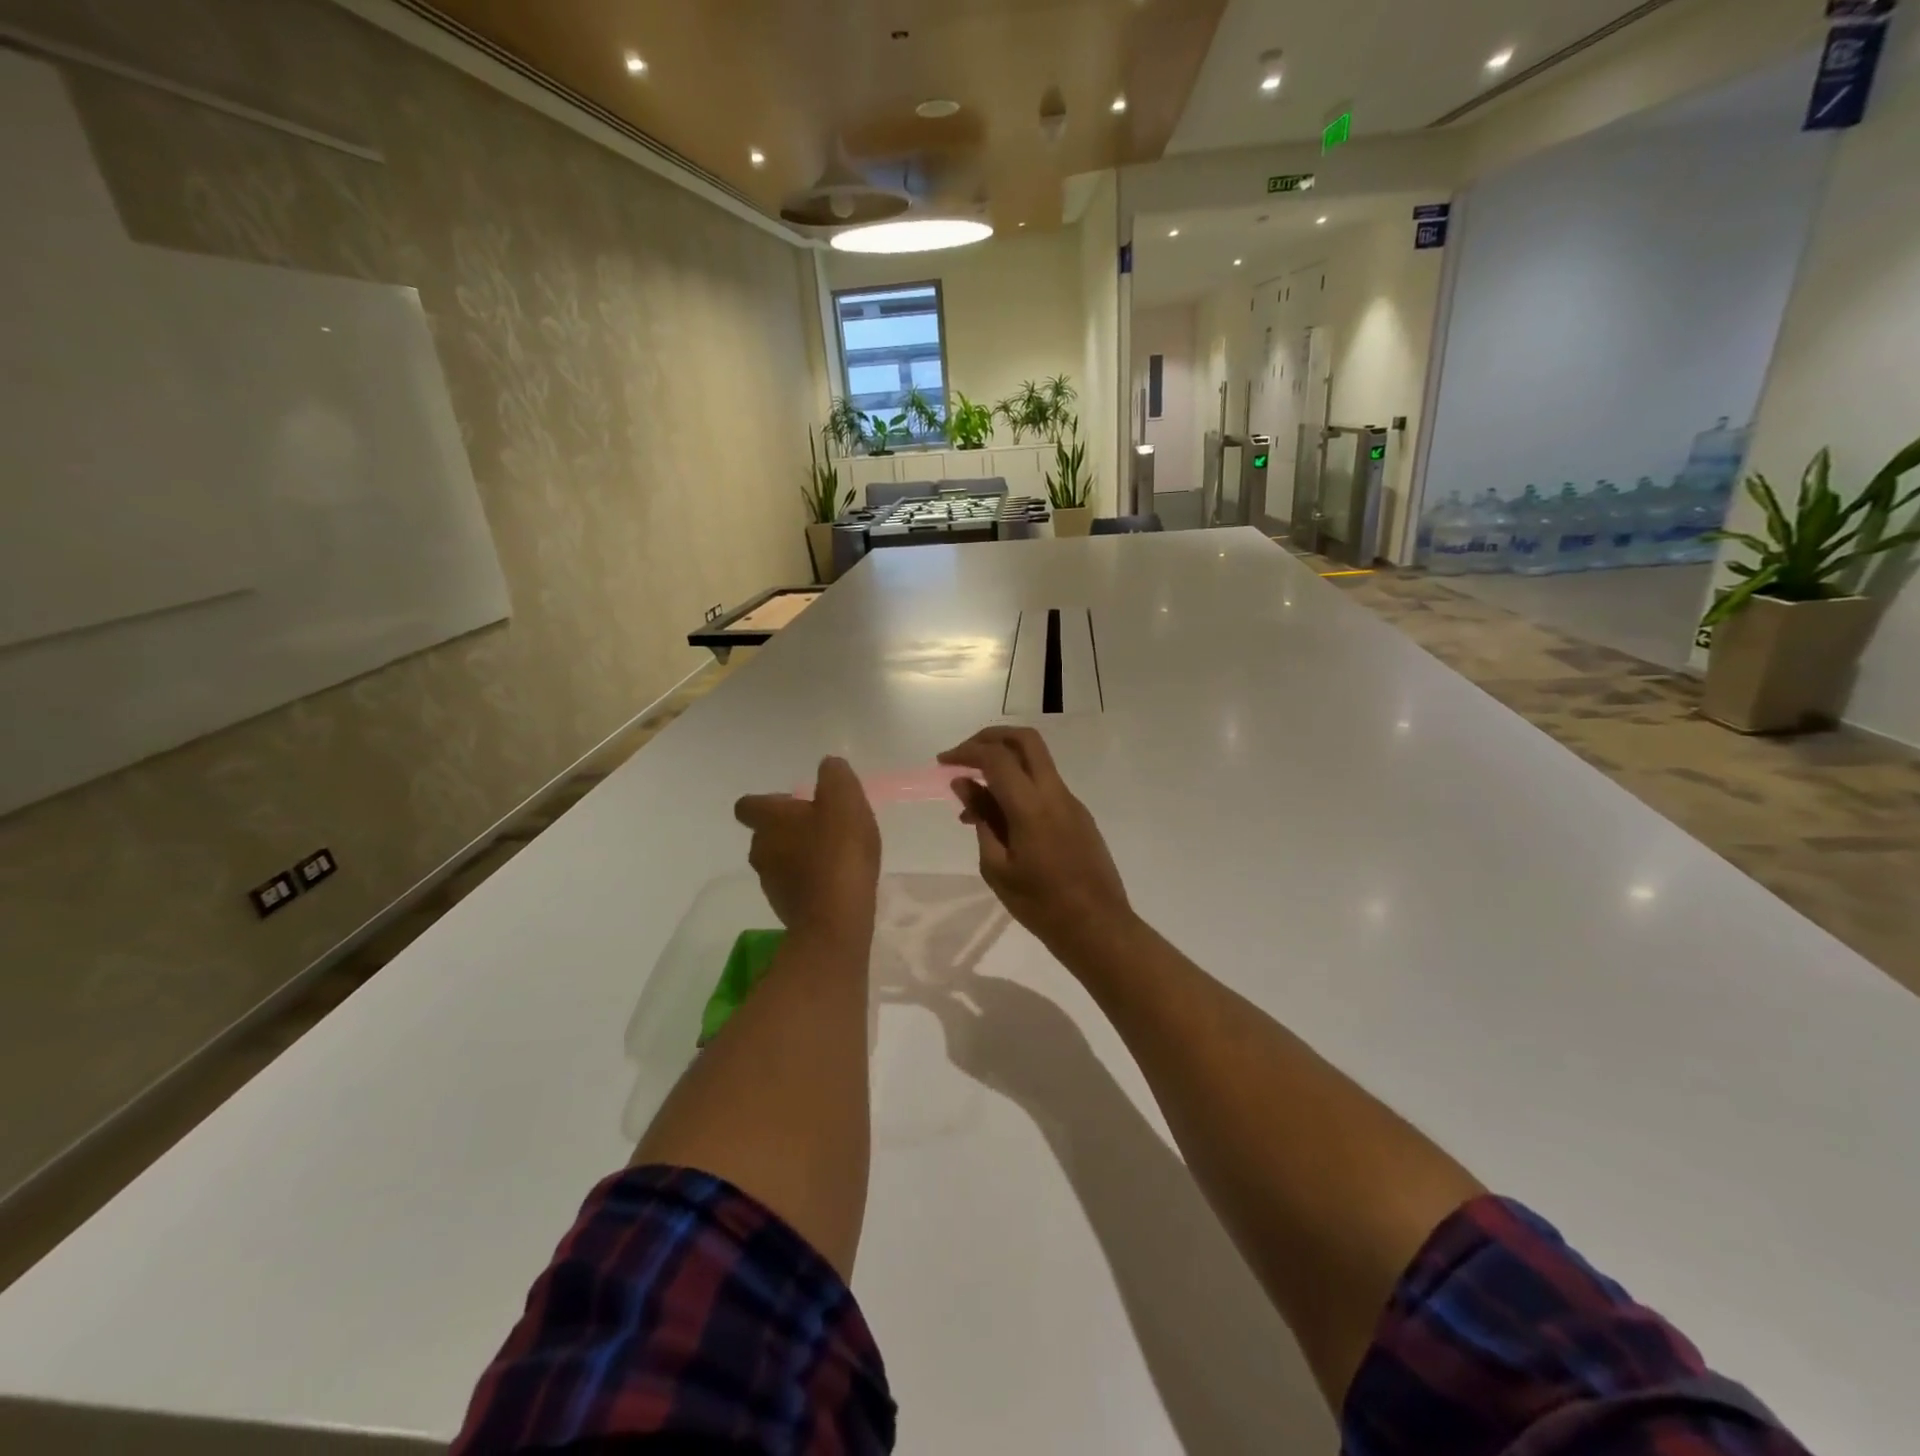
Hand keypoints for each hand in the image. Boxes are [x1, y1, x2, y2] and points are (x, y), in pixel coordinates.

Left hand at [734, 757, 880, 947]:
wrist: (836, 920)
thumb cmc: (838, 852)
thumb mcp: (845, 800)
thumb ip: (835, 776)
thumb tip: (828, 766)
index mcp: (769, 820)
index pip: (748, 804)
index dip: (769, 801)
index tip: (795, 802)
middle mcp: (760, 849)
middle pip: (766, 833)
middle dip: (790, 827)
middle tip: (823, 826)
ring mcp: (770, 883)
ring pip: (779, 859)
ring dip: (799, 854)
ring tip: (832, 855)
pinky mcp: (785, 909)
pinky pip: (794, 886)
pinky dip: (809, 881)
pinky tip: (835, 882)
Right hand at [937, 727, 1131, 962]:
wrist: (1097, 927)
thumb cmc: (1040, 904)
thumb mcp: (997, 866)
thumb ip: (981, 820)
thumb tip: (963, 784)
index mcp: (1031, 806)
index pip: (996, 757)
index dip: (966, 752)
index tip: (943, 762)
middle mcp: (1054, 793)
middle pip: (1025, 740)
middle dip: (990, 737)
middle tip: (964, 755)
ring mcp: (1071, 802)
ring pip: (1036, 762)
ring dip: (1004, 766)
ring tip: (973, 806)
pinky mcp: (1079, 815)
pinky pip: (1044, 787)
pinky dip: (1019, 788)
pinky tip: (1000, 822)